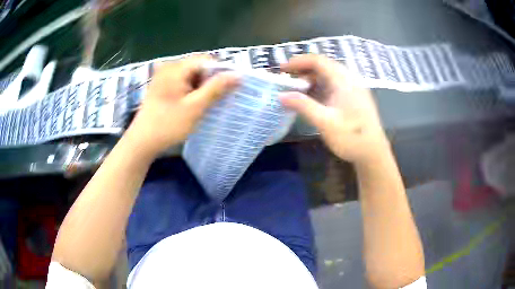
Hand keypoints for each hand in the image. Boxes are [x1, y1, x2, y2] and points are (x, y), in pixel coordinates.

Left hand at [124, 56, 238, 158]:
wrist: (142, 142)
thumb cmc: (168, 125)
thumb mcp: (195, 107)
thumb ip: (216, 88)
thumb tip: (238, 74)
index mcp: (176, 68)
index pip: (206, 60)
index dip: (221, 72)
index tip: (229, 88)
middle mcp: (169, 67)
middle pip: (198, 66)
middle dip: (210, 81)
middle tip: (217, 99)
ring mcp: (164, 76)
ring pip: (191, 75)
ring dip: (201, 87)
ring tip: (206, 104)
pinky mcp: (162, 86)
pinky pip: (182, 82)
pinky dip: (191, 90)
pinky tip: (193, 104)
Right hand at [280, 55, 388, 164]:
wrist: (373, 153)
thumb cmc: (351, 138)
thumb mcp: (325, 123)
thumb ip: (303, 106)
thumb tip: (281, 95)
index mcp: (343, 81)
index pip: (318, 61)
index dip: (298, 61)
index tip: (282, 69)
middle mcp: (349, 80)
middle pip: (323, 66)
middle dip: (302, 69)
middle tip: (286, 78)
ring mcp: (352, 88)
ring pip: (328, 76)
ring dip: (310, 79)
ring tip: (295, 88)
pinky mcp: (352, 98)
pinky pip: (333, 85)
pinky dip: (318, 87)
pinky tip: (310, 97)